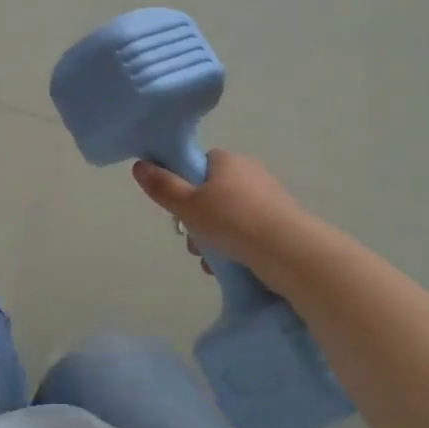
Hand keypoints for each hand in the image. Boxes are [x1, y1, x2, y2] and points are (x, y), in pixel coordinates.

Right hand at [132, 150, 306, 280]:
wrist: (289, 251)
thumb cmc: (232, 221)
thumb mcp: (187, 206)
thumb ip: (163, 187)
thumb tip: (139, 165)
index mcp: (227, 160)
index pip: (199, 165)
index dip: (184, 186)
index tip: (179, 210)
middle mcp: (249, 172)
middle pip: (211, 194)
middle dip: (198, 221)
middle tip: (193, 243)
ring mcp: (269, 197)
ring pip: (229, 216)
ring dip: (214, 238)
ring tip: (211, 262)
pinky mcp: (282, 221)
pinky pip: (248, 230)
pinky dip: (236, 246)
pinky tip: (230, 266)